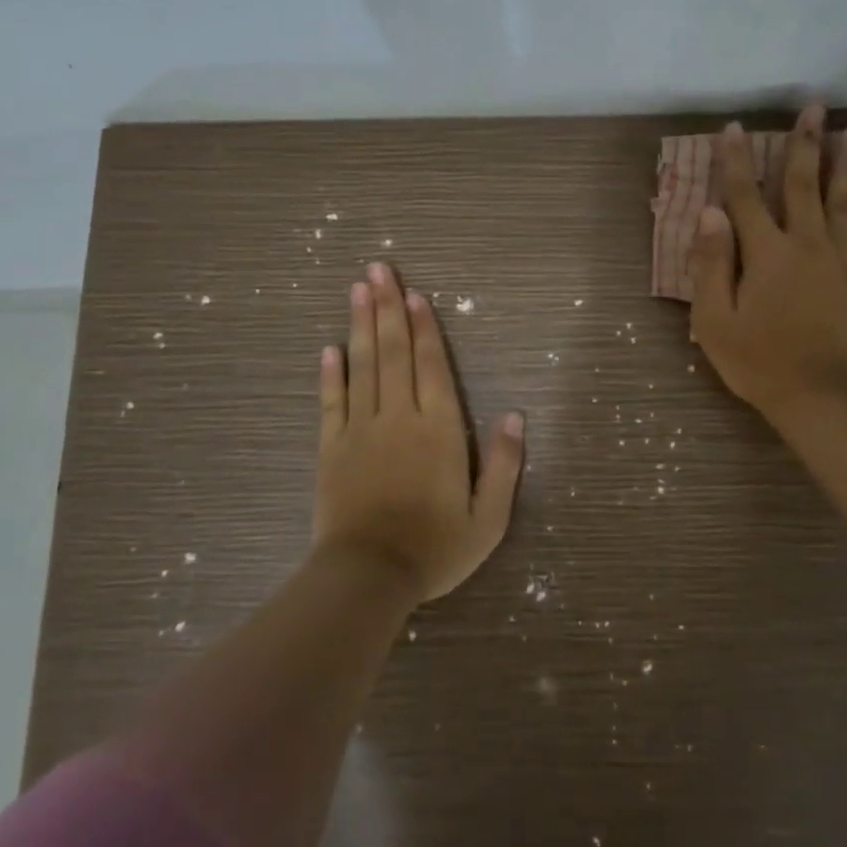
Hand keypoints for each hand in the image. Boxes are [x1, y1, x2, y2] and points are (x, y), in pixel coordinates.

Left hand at [314, 261, 524, 601]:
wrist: (368, 577)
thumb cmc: (435, 549)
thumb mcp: (489, 518)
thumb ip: (505, 465)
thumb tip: (516, 416)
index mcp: (439, 430)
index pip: (432, 367)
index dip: (425, 328)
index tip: (414, 294)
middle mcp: (400, 418)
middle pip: (394, 353)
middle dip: (387, 309)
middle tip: (378, 269)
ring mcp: (361, 430)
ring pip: (362, 367)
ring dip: (360, 326)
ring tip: (356, 290)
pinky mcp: (332, 448)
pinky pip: (331, 403)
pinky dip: (331, 374)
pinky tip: (329, 348)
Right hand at [688, 104, 846, 423]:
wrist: (818, 397)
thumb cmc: (757, 360)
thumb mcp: (714, 318)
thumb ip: (712, 263)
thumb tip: (710, 213)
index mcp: (767, 253)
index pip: (745, 197)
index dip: (737, 161)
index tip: (735, 128)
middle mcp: (808, 245)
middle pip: (804, 187)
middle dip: (806, 145)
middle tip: (815, 108)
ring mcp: (844, 264)